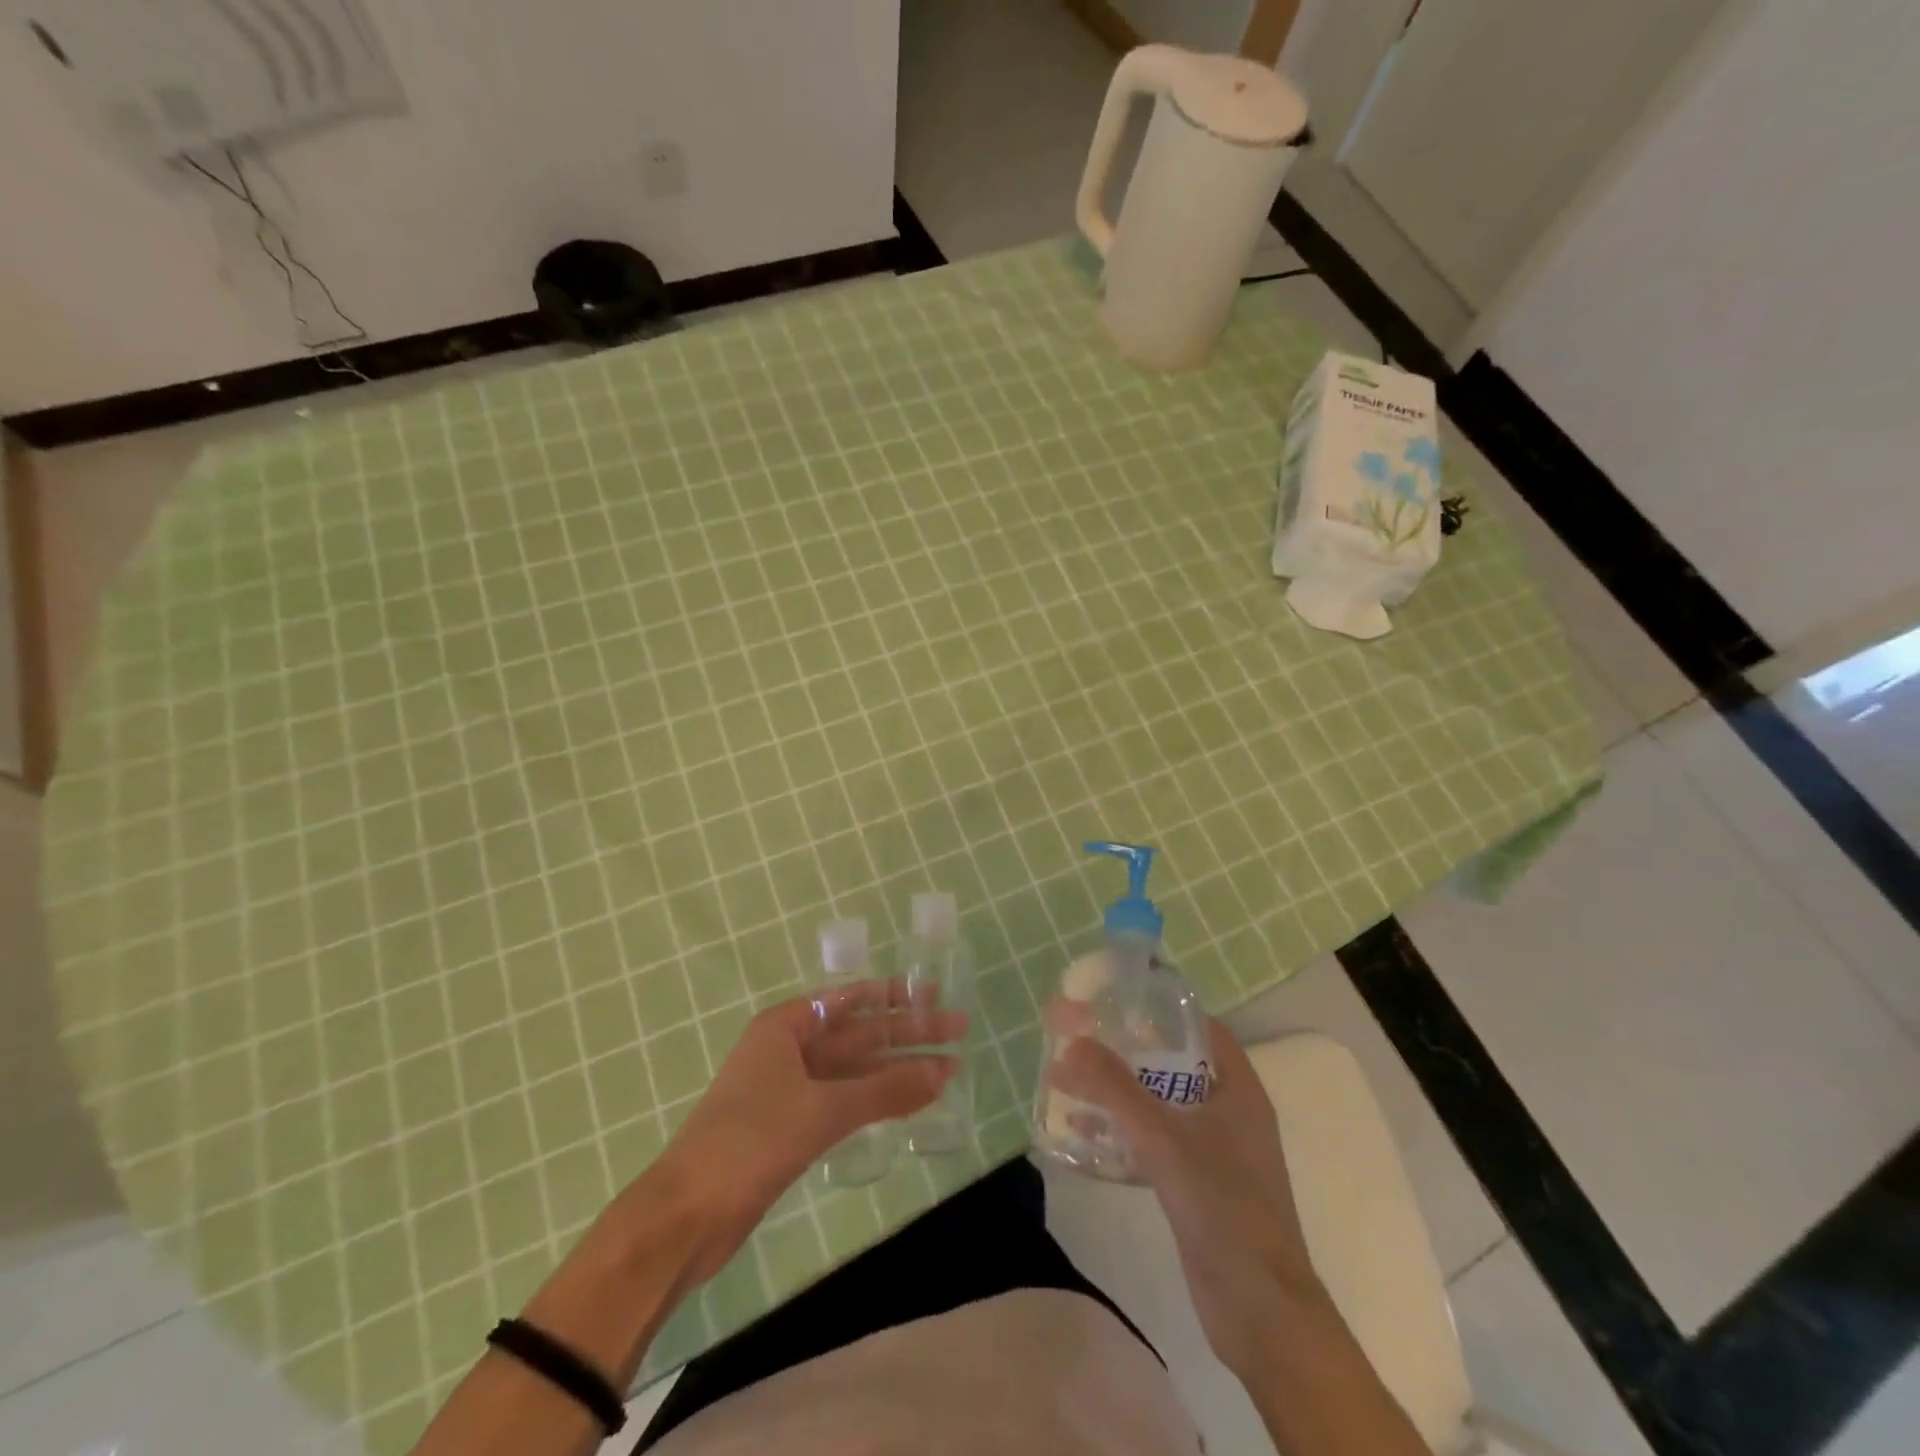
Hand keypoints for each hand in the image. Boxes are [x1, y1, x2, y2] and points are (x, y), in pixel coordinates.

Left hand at [655, 981, 963, 1279]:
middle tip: (957, 1029)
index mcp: (785, 1026)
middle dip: (906, 1033)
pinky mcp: (792, 1127)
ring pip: (854, 1070)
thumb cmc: (750, 1141)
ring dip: (897, 1069)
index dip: (894, 996)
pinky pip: (845, 1101)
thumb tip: (945, 1071)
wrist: (687, 1216)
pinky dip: (877, 1100)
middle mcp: (788, 1048)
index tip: (933, 994)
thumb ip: (885, 1090)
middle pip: (857, 1034)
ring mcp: (790, 1089)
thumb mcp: (822, 1109)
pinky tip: (909, 1100)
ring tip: (946, 1067)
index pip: (849, 999)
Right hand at [1050, 1016, 1327, 1375]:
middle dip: (1130, 1051)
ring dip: (1121, 1093)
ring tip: (1073, 1079)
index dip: (1162, 1009)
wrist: (1259, 1310)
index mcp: (1237, 1089)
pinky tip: (1084, 1133)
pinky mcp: (1199, 1186)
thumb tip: (1072, 1043)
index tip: (1118, 1001)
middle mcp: (1230, 1112)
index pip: (1201, 1028)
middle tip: (1084, 1037)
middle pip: (1175, 1064)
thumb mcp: (1163, 1138)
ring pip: (1162, 1105)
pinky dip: (1124, 1132)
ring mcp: (1216, 1152)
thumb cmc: (1221, 1206)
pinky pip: (1156, 1142)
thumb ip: (1115, 1089)